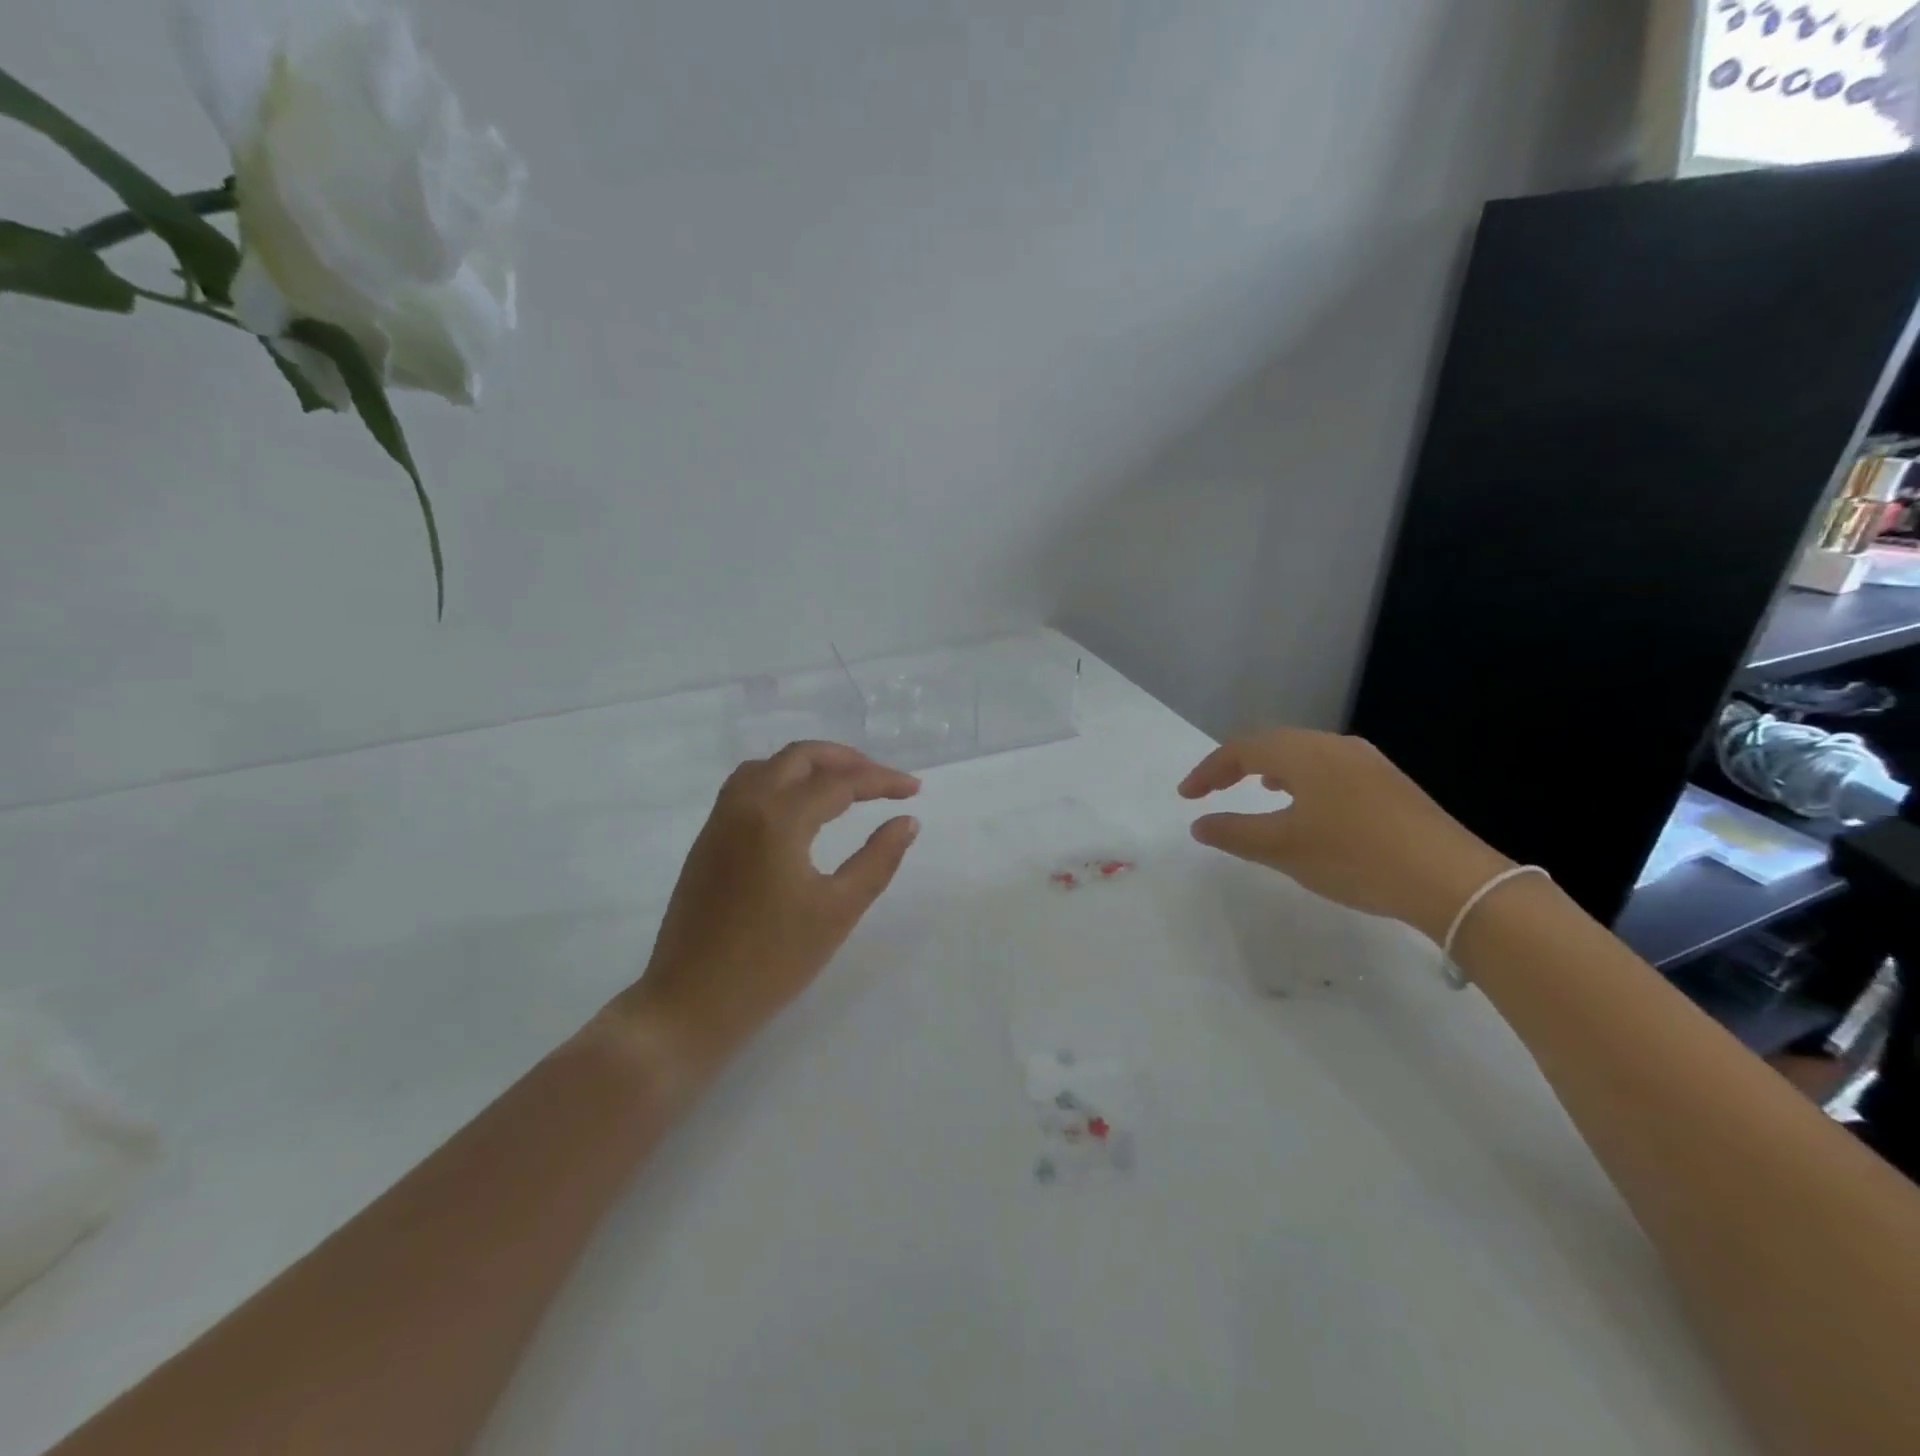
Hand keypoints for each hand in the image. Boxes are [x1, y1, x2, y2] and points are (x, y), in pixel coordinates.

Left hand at [615, 742, 920, 1074]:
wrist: (690, 1002)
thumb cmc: (772, 961)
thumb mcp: (837, 911)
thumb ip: (878, 859)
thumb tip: (906, 821)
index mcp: (778, 818)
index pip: (840, 782)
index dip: (882, 781)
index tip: (914, 790)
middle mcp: (744, 805)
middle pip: (799, 757)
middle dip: (846, 760)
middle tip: (882, 780)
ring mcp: (719, 820)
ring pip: (768, 766)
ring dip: (809, 765)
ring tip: (844, 786)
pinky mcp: (707, 840)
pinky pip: (746, 786)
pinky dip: (781, 780)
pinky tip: (799, 808)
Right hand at [1178, 728, 1512, 944]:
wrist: (1450, 880)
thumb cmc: (1354, 857)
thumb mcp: (1283, 848)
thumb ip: (1235, 833)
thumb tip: (1199, 824)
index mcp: (1304, 753)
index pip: (1242, 749)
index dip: (1208, 770)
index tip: (1186, 796)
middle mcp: (1334, 746)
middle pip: (1273, 743)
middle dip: (1236, 764)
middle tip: (1213, 790)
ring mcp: (1367, 762)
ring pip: (1304, 753)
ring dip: (1271, 768)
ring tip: (1255, 790)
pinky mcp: (1388, 783)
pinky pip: (1329, 767)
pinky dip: (1301, 778)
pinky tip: (1307, 804)